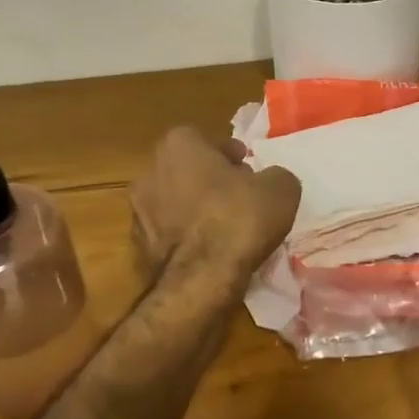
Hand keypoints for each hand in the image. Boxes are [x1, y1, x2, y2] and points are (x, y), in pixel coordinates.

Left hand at [129, 127, 299, 285]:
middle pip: (186, 169)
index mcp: (178, 145)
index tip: (248, 170)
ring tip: (225, 228)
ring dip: (195, 209)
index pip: (204, 139)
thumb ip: (274, 175)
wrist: (201, 279)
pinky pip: (169, 233)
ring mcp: (138, 211)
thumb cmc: (238, 219)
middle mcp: (149, 171)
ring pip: (174, 202)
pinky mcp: (138, 246)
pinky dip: (186, 237)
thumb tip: (269, 180)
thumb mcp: (280, 188)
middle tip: (238, 196)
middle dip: (210, 180)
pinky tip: (209, 251)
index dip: (229, 155)